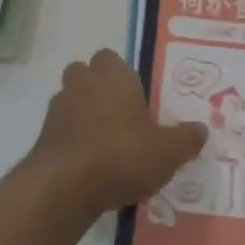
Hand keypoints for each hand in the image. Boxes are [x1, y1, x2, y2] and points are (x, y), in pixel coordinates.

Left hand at [24, 50, 205, 215]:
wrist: (64, 187)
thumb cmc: (122, 155)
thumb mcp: (167, 151)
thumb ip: (186, 138)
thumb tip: (201, 129)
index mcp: (112, 76)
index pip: (111, 57)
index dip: (121, 74)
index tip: (137, 96)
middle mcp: (82, 84)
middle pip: (85, 74)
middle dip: (98, 90)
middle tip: (121, 117)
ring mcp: (57, 109)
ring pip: (71, 102)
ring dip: (84, 116)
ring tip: (106, 145)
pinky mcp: (42, 137)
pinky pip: (61, 131)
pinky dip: (73, 142)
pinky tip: (90, 166)